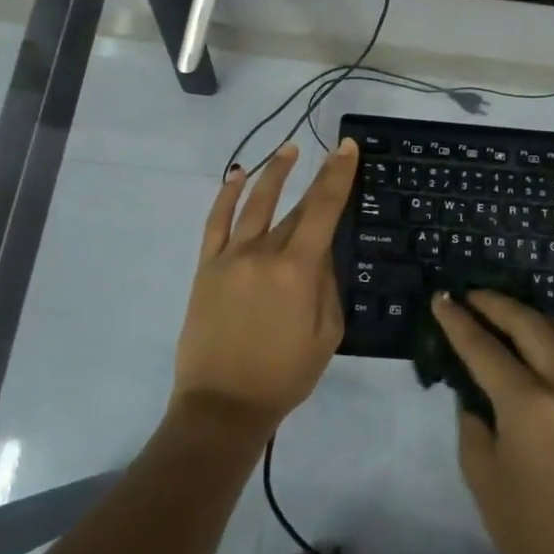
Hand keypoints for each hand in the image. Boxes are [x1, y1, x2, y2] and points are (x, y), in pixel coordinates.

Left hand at [171, 140, 358, 437]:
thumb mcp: (326, 335)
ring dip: (273, 173)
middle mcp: (263, 253)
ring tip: (288, 150)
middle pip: (295, 207)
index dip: (337, 176)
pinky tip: (237, 176)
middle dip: (316, 178)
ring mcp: (230, 258)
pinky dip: (226, 196)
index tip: (347, 148)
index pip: (323, 210)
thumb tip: (322, 254)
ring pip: (254, 203)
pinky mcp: (207, 267)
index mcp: (297, 271)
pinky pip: (215, 223)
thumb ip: (327, 287)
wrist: (223, 405)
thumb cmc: (284, 376)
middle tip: (331, 153)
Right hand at [432, 290, 553, 553]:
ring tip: (508, 320)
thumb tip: (474, 388)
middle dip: (495, 304)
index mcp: (528, 406)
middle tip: (470, 296)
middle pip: (529, 323)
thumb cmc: (528, 530)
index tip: (441, 298)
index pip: (484, 348)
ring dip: (533, 316)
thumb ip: (473, 419)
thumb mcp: (481, 473)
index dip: (458, 321)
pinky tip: (538, 352)